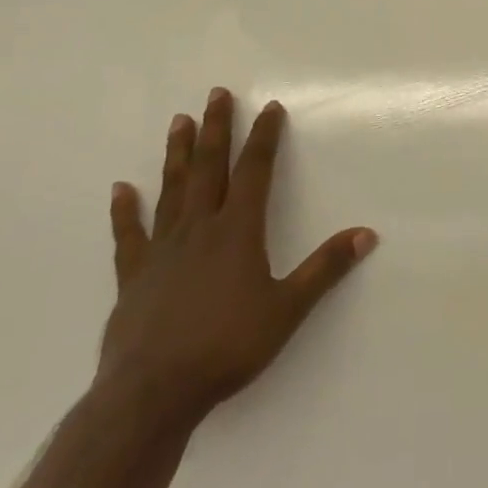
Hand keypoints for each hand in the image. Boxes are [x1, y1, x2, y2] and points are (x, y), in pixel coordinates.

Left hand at [100, 88, 376, 432]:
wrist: (152, 393)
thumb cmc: (227, 347)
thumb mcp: (288, 309)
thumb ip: (326, 268)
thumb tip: (367, 233)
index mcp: (237, 232)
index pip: (254, 172)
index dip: (264, 138)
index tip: (269, 108)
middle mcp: (199, 229)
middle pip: (209, 168)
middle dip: (216, 129)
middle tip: (216, 94)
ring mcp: (162, 251)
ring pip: (172, 190)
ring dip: (177, 154)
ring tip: (179, 121)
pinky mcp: (134, 276)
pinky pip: (130, 235)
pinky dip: (125, 211)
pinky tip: (120, 189)